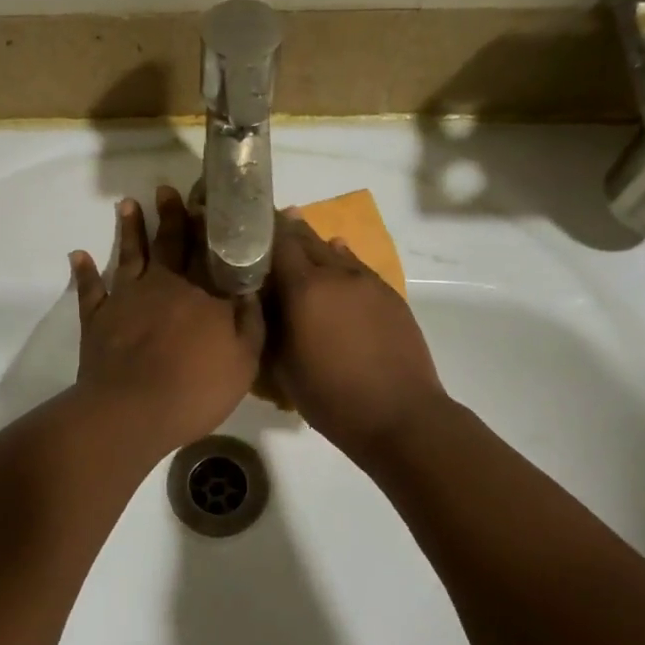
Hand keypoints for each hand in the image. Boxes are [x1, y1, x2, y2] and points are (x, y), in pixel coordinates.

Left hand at [69, 186, 264, 455]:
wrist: (132, 411)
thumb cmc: (196, 390)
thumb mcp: (244, 362)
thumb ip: (251, 323)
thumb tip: (251, 289)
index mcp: (204, 294)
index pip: (210, 252)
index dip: (209, 226)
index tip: (207, 201)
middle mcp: (165, 285)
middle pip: (169, 243)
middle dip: (169, 215)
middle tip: (165, 188)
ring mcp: (127, 298)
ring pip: (129, 255)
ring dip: (129, 229)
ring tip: (127, 204)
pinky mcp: (97, 318)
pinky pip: (89, 289)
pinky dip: (84, 271)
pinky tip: (78, 255)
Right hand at [268, 210, 445, 461]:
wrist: (400, 415)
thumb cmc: (331, 397)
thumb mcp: (282, 367)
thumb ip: (268, 325)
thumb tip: (259, 299)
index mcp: (305, 289)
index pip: (277, 242)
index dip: (259, 231)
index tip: (244, 229)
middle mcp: (336, 274)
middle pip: (306, 239)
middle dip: (285, 232)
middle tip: (266, 230)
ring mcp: (368, 282)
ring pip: (334, 251)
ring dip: (314, 245)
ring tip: (298, 241)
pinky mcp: (390, 295)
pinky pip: (358, 267)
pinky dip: (341, 260)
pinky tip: (336, 260)